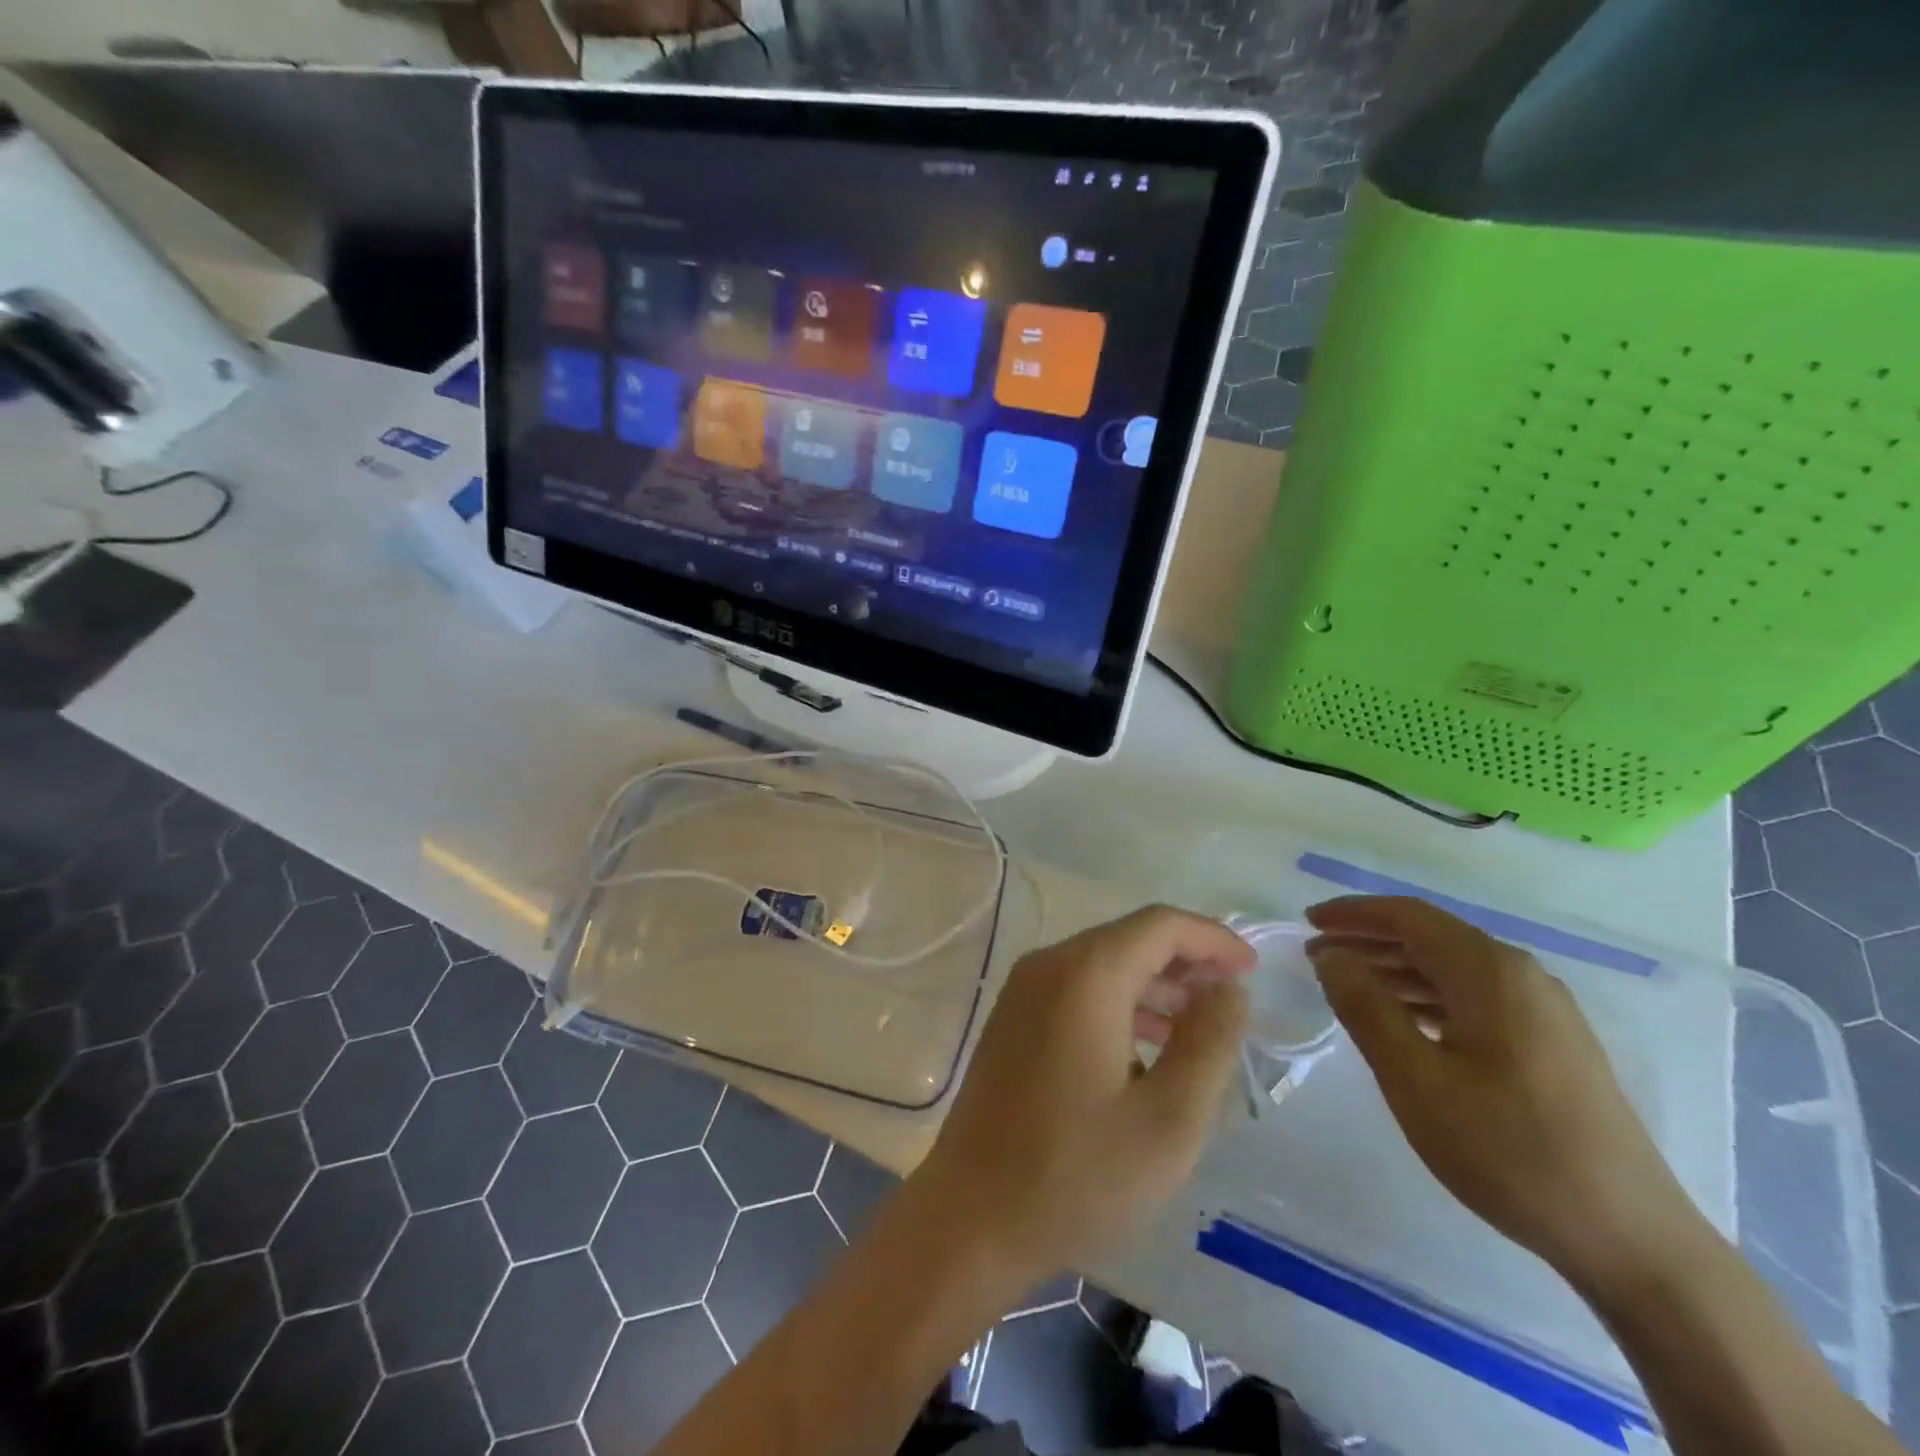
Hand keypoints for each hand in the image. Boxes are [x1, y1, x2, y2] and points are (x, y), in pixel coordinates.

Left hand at [910, 906, 1252, 1292]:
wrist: (972, 1217)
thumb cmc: (1077, 1174)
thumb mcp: (1169, 1121)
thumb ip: (1208, 1045)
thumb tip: (1229, 990)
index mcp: (1085, 975)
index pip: (1160, 925)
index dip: (1212, 939)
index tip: (1252, 970)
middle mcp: (1048, 965)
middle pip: (1129, 939)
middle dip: (1186, 962)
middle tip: (1230, 1003)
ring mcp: (1023, 991)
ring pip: (1102, 965)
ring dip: (1154, 986)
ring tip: (1198, 1029)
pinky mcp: (1012, 1020)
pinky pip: (1076, 990)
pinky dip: (1119, 1005)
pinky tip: (1145, 1051)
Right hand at [1305, 896, 1697, 1291]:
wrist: (1631, 1238)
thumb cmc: (1509, 1151)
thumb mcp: (1416, 1080)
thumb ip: (1366, 1008)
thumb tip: (1331, 957)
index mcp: (1491, 972)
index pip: (1408, 916)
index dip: (1352, 914)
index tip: (1306, 923)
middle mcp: (1521, 976)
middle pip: (1431, 937)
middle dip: (1368, 940)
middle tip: (1317, 958)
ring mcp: (1544, 1010)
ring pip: (1452, 968)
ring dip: (1395, 970)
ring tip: (1347, 989)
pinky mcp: (1552, 1042)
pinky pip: (1474, 997)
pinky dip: (1426, 996)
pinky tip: (1403, 1023)